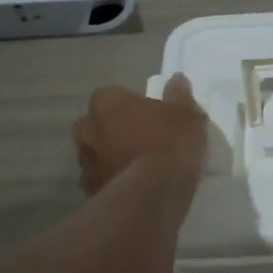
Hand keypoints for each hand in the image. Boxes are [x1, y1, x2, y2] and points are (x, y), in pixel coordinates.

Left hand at [73, 74, 208, 194]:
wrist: (154, 192)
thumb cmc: (170, 143)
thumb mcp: (187, 114)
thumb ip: (179, 94)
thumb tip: (176, 79)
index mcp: (106, 101)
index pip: (116, 96)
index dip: (135, 107)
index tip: (154, 119)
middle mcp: (87, 127)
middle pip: (101, 124)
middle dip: (116, 130)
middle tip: (144, 141)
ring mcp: (84, 161)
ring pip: (98, 152)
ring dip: (112, 156)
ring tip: (140, 167)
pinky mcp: (89, 189)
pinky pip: (101, 179)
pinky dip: (112, 180)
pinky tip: (133, 186)